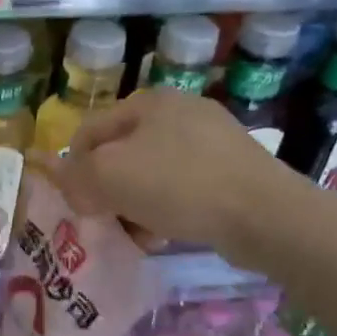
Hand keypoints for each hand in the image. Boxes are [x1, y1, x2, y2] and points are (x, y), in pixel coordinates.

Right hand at [54, 88, 322, 269]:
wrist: (264, 214)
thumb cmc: (178, 185)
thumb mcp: (109, 176)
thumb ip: (75, 175)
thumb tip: (72, 183)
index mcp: (147, 101)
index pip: (88, 132)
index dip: (74, 170)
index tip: (81, 206)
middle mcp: (178, 110)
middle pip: (119, 154)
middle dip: (108, 191)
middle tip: (110, 222)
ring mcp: (209, 138)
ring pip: (150, 174)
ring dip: (135, 205)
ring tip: (141, 233)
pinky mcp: (231, 167)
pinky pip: (182, 187)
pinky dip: (168, 209)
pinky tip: (169, 232)